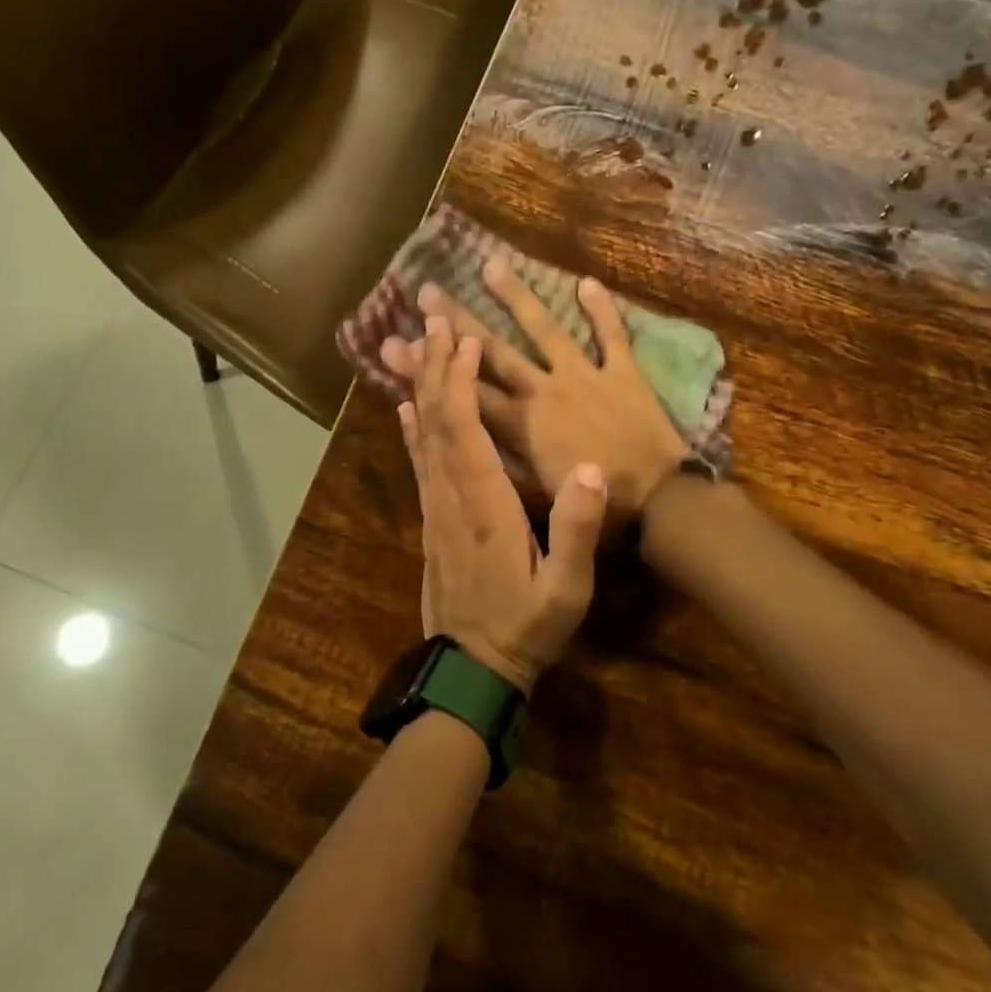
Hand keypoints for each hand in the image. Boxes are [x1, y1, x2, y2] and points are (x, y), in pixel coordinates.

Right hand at [382, 263, 689, 517]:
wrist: (659, 504)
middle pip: (493, 350)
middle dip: (457, 321)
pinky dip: (601, 310)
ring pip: (544, 329)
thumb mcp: (536, 496)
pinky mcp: (622, 373)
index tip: (396, 342)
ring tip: (490, 265)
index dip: (429, 367)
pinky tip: (585, 281)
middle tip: (428, 291)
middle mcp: (543, 391)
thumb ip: (500, 461)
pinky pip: (611, 335)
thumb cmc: (596, 508)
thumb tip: (461, 439)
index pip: (464, 390)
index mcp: (520, 424)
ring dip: (516, 297)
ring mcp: (583, 376)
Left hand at [400, 315, 607, 694]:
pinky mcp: (430, 521)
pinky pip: (418, 463)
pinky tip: (405, 407)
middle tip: (431, 322)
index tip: (462, 339)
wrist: (472, 669)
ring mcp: (434, 509)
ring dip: (420, 388)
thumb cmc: (525, 627)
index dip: (460, 381)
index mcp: (485, 506)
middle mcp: (451, 497)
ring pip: (421, 437)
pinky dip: (411, 429)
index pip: (465, 431)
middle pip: (436, 422)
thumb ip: (575, 529)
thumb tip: (585, 466)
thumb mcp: (565, 590)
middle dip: (434, 369)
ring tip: (415, 348)